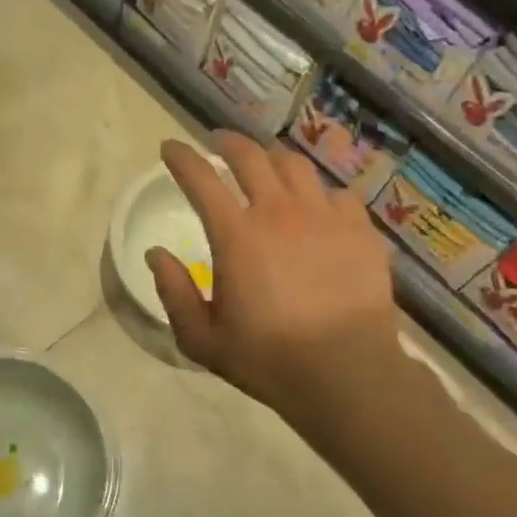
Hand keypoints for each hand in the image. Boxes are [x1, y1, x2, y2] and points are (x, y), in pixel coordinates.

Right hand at [147, 134, 399, 426]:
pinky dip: (319, 194)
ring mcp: (325, 217)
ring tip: (267, 165)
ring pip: (295, 166)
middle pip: (251, 156)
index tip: (170, 147)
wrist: (347, 373)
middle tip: (218, 144)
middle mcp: (279, 212)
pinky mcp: (360, 231)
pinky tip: (318, 207)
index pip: (200, 178)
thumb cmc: (268, 358)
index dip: (180, 157)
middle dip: (228, 142)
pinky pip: (338, 194)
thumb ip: (174, 292)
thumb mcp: (202, 338)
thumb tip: (155, 254)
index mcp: (236, 234)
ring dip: (273, 159)